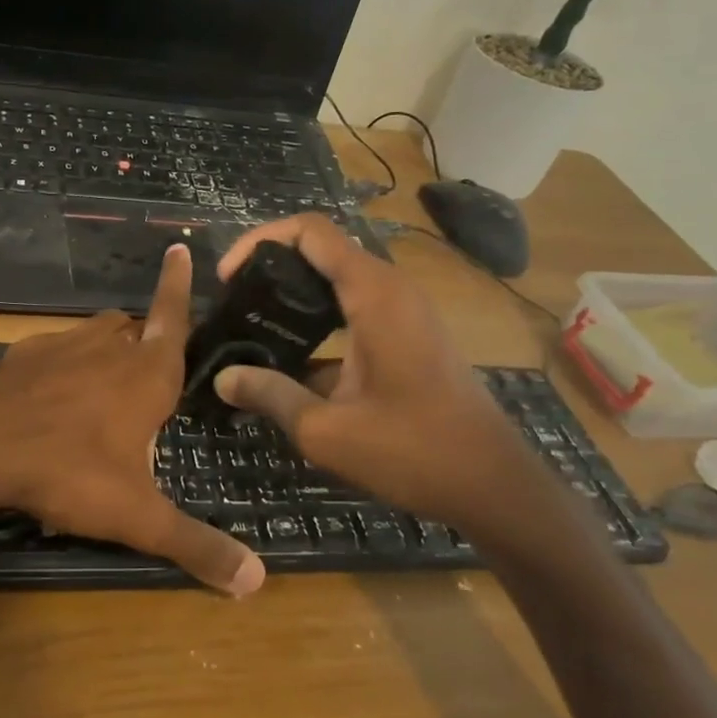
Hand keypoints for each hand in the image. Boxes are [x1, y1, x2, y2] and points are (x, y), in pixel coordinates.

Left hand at [0, 244, 264, 596]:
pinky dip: (63, 364)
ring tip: (104, 385)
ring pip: (95, 333)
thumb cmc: (69, 470)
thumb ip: (195, 545)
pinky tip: (51, 397)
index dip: (178, 283)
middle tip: (150, 372)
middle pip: (134, 327)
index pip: (173, 316)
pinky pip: (55, 350)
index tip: (177, 246)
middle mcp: (108, 347)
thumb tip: (256, 582)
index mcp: (147, 373)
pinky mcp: (23, 355)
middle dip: (145, 339)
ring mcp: (61, 345)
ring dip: (106, 348)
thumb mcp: (136, 516)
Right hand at [211, 214, 540, 534]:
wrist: (494, 486)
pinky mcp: (410, 336)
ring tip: (253, 327)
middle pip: (322, 250)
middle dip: (272, 266)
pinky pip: (355, 307)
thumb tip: (222, 378)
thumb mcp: (326, 430)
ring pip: (338, 280)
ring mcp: (405, 312)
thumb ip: (270, 396)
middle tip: (234, 302)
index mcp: (373, 294)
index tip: (228, 278)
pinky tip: (291, 361)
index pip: (311, 231)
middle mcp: (391, 290)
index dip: (260, 240)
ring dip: (295, 294)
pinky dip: (319, 319)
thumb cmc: (413, 451)